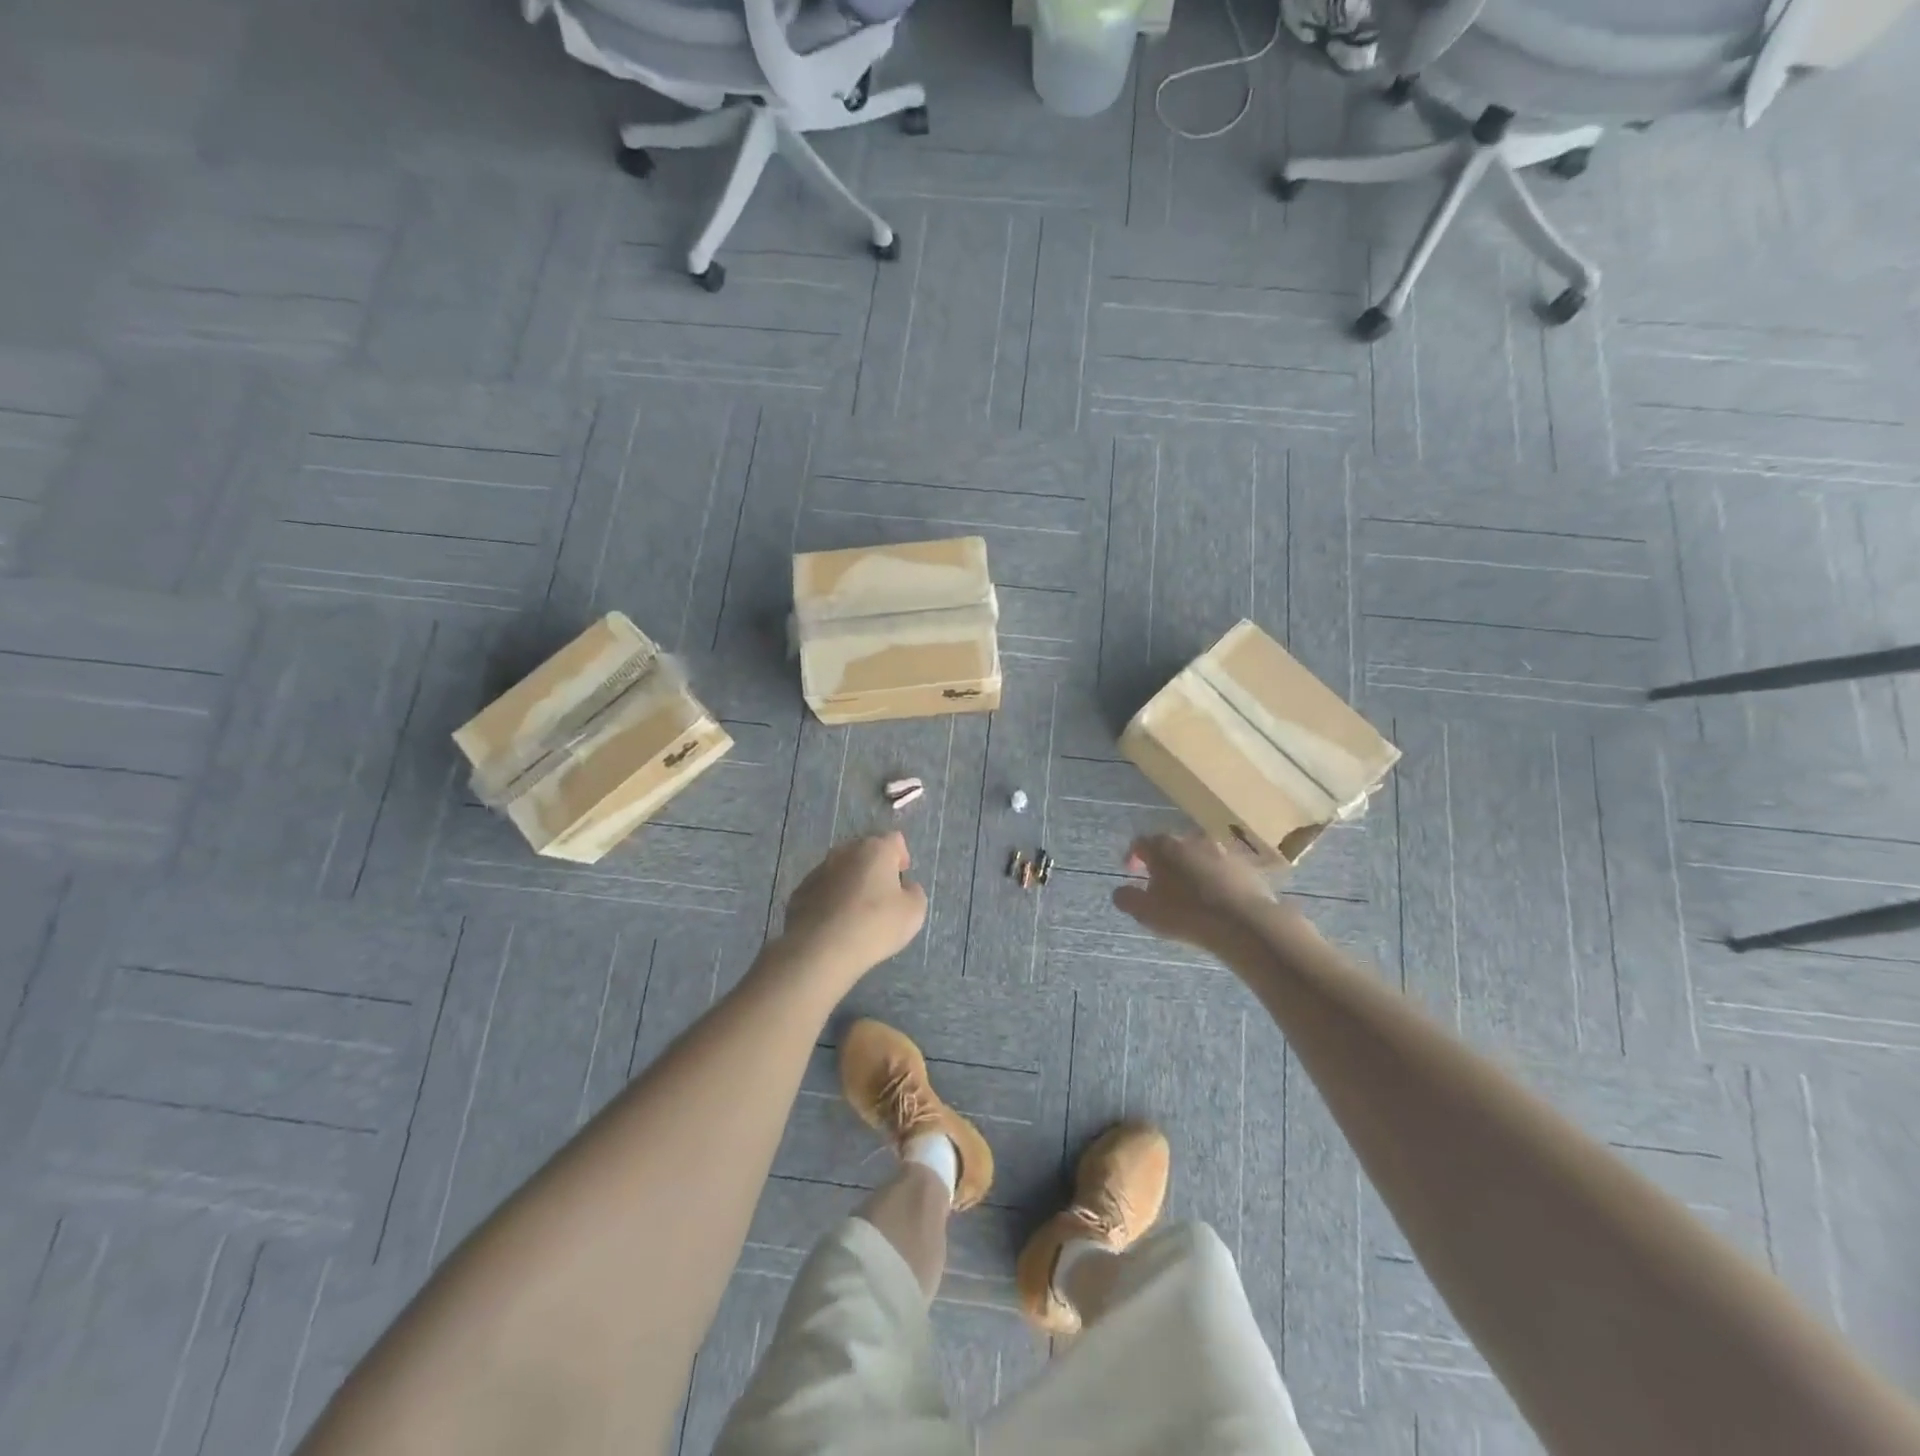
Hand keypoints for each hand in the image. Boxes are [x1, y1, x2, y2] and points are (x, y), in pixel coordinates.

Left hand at [777, 832, 927, 983]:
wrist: (820, 950)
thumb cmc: (874, 925)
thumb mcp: (913, 912)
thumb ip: (914, 893)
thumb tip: (905, 887)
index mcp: (875, 850)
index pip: (894, 840)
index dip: (901, 856)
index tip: (902, 878)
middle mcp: (844, 852)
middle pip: (865, 852)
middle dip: (874, 868)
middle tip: (881, 896)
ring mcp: (818, 870)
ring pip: (841, 870)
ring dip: (850, 883)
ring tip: (856, 913)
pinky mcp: (799, 892)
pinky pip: (822, 889)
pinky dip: (830, 900)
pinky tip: (835, 924)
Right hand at [1111, 832, 1296, 954]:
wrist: (1244, 922)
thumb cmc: (1186, 914)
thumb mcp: (1146, 912)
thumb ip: (1127, 898)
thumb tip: (1120, 891)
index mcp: (1164, 847)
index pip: (1141, 842)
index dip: (1132, 856)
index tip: (1131, 872)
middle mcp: (1192, 840)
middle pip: (1172, 847)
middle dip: (1164, 863)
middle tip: (1161, 885)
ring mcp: (1222, 850)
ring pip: (1200, 855)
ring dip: (1192, 869)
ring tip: (1192, 893)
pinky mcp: (1246, 865)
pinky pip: (1224, 868)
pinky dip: (1216, 878)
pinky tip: (1218, 899)